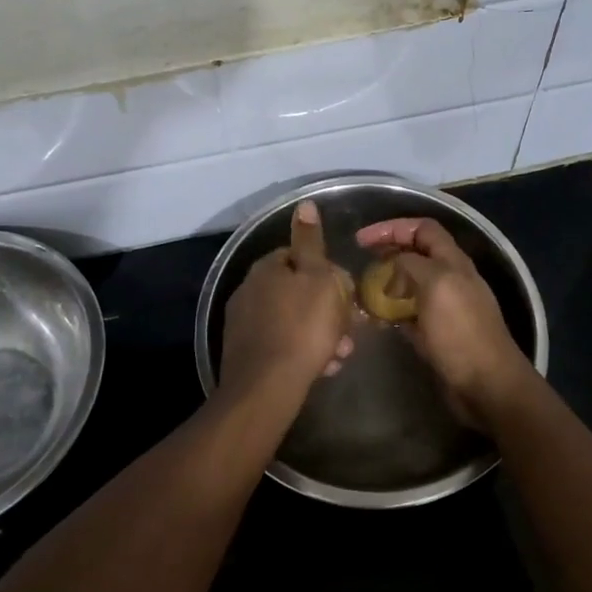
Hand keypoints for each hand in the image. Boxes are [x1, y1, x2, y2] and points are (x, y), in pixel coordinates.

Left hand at [218, 200, 355, 404]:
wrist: (267, 387)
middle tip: (348, 331)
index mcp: (266, 268)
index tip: (346, 294)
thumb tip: (304, 204)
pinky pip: (281, 344)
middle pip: (297, 292)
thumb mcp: (317, 277)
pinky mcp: (244, 353)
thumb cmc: (302, 327)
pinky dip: (301, 352)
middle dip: (326, 310)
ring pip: (292, 321)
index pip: (298, 257)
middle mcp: (248, 290)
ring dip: (318, 334)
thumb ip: (311, 242)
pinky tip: (319, 369)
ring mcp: (243, 323)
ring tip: (338, 355)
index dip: (327, 274)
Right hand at [355, 217, 532, 423]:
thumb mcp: (436, 285)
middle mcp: (450, 279)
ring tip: (362, 292)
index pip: (422, 229)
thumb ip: (412, 265)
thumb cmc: (461, 332)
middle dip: (387, 254)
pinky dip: (392, 312)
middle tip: (361, 264)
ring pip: (410, 285)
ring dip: (387, 284)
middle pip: (415, 255)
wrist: (486, 385)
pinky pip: (410, 314)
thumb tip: (393, 264)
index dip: (392, 228)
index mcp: (453, 262)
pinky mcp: (437, 333)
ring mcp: (444, 307)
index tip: (362, 240)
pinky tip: (376, 320)